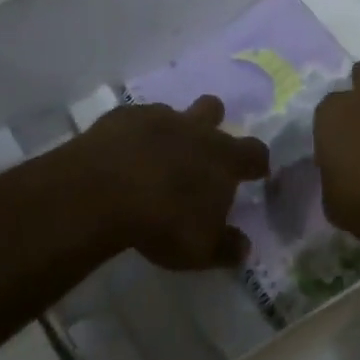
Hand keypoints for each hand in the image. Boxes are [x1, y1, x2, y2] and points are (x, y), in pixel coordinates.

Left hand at [73, 96, 268, 268]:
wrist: (102, 192)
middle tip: (200, 150)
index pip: (255, 152)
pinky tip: (121, 154)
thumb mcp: (200, 249)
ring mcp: (156, 117)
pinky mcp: (120, 117)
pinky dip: (133, 134)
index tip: (254, 173)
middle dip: (212, 123)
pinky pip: (133, 120)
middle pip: (214, 110)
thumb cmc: (163, 222)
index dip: (256, 162)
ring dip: (169, 129)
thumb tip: (244, 248)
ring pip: (172, 111)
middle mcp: (195, 129)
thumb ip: (226, 247)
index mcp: (223, 158)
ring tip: (156, 155)